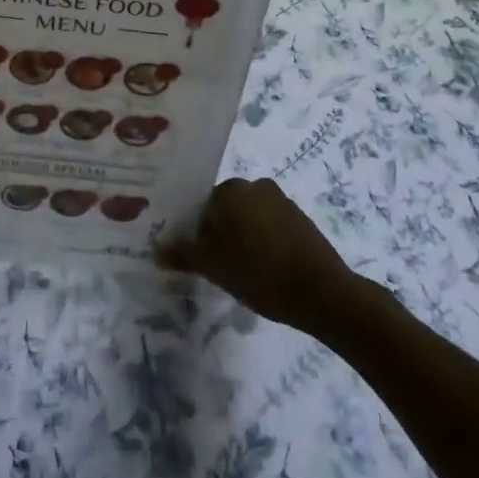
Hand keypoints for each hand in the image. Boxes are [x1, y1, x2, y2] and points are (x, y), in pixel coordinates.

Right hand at [158, 178, 354, 331]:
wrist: (323, 292)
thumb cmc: (259, 273)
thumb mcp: (213, 268)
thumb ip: (183, 254)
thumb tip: (155, 250)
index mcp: (230, 189)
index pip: (200, 205)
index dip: (195, 233)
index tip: (198, 258)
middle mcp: (254, 185)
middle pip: (225, 209)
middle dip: (218, 234)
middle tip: (216, 267)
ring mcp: (281, 200)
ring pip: (248, 218)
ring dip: (242, 238)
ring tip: (241, 272)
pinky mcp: (301, 219)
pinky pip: (270, 226)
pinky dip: (263, 242)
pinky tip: (265, 270)